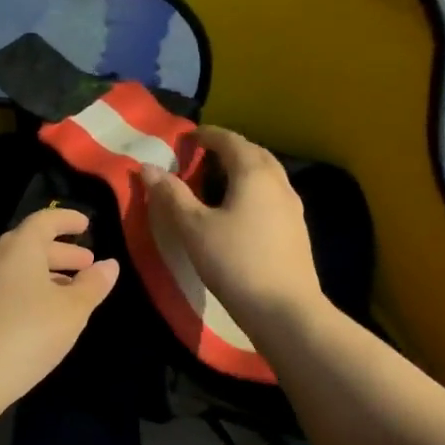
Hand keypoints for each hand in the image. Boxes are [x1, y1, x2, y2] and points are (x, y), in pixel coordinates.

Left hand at [0, 207, 119, 406]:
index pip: (44, 220)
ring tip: (69, 291)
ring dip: (44, 274)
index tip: (86, 225)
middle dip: (61, 253)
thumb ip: (93, 285)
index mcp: (17, 246)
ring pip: (15, 268)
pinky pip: (3, 287)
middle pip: (29, 244)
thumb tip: (109, 265)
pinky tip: (41, 313)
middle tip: (86, 264)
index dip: (67, 219)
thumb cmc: (28, 332)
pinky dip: (26, 290)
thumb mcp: (72, 310)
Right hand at [143, 126, 323, 331]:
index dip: (206, 135)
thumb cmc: (234, 262)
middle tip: (201, 157)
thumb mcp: (194, 228)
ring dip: (242, 169)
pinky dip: (252, 190)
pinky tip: (239, 211)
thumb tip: (148, 168)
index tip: (186, 139)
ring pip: (266, 174)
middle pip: (252, 152)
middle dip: (227, 149)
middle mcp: (278, 182)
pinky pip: (272, 195)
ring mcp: (292, 206)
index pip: (229, 140)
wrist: (284, 309)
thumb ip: (171, 195)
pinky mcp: (296, 229)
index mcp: (253, 173)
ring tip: (217, 182)